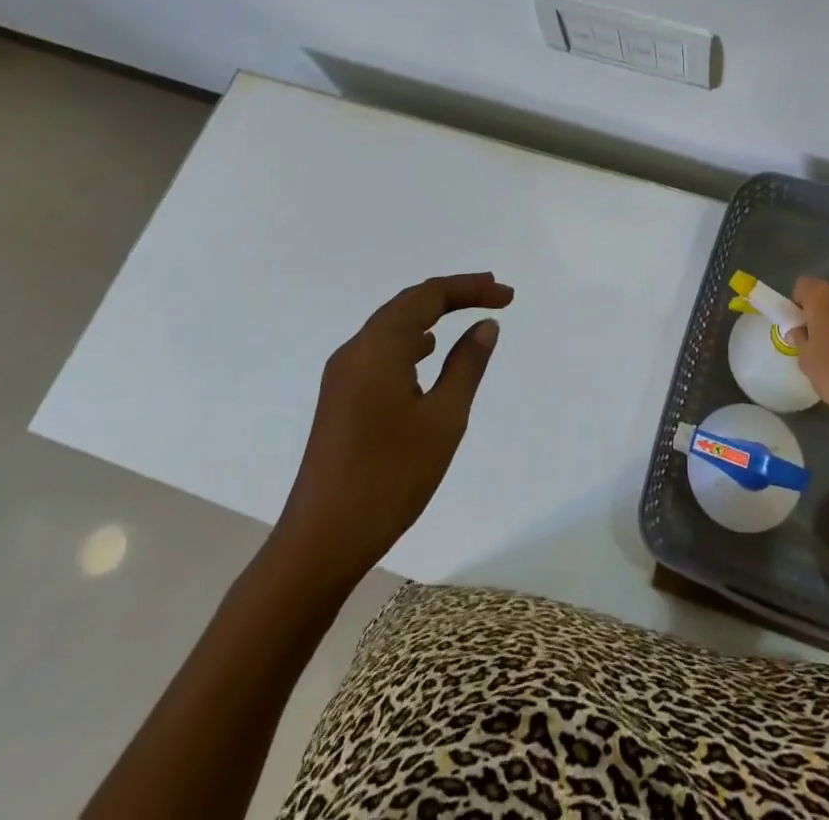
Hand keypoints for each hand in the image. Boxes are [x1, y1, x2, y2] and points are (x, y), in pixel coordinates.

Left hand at [267, 272, 513, 593]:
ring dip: (431, 315)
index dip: (470, 288)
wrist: (321, 541)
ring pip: (392, 326)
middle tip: (493, 293)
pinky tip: (427, 354)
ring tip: (467, 314)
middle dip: (452, 294)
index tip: (507, 296)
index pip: (428, 296)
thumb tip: (484, 325)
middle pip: (407, 304)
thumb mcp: (443, 419)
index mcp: (378, 348)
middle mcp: (355, 351)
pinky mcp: (340, 399)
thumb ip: (466, 365)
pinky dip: (411, 340)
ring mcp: (342, 376)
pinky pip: (381, 350)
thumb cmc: (389, 477)